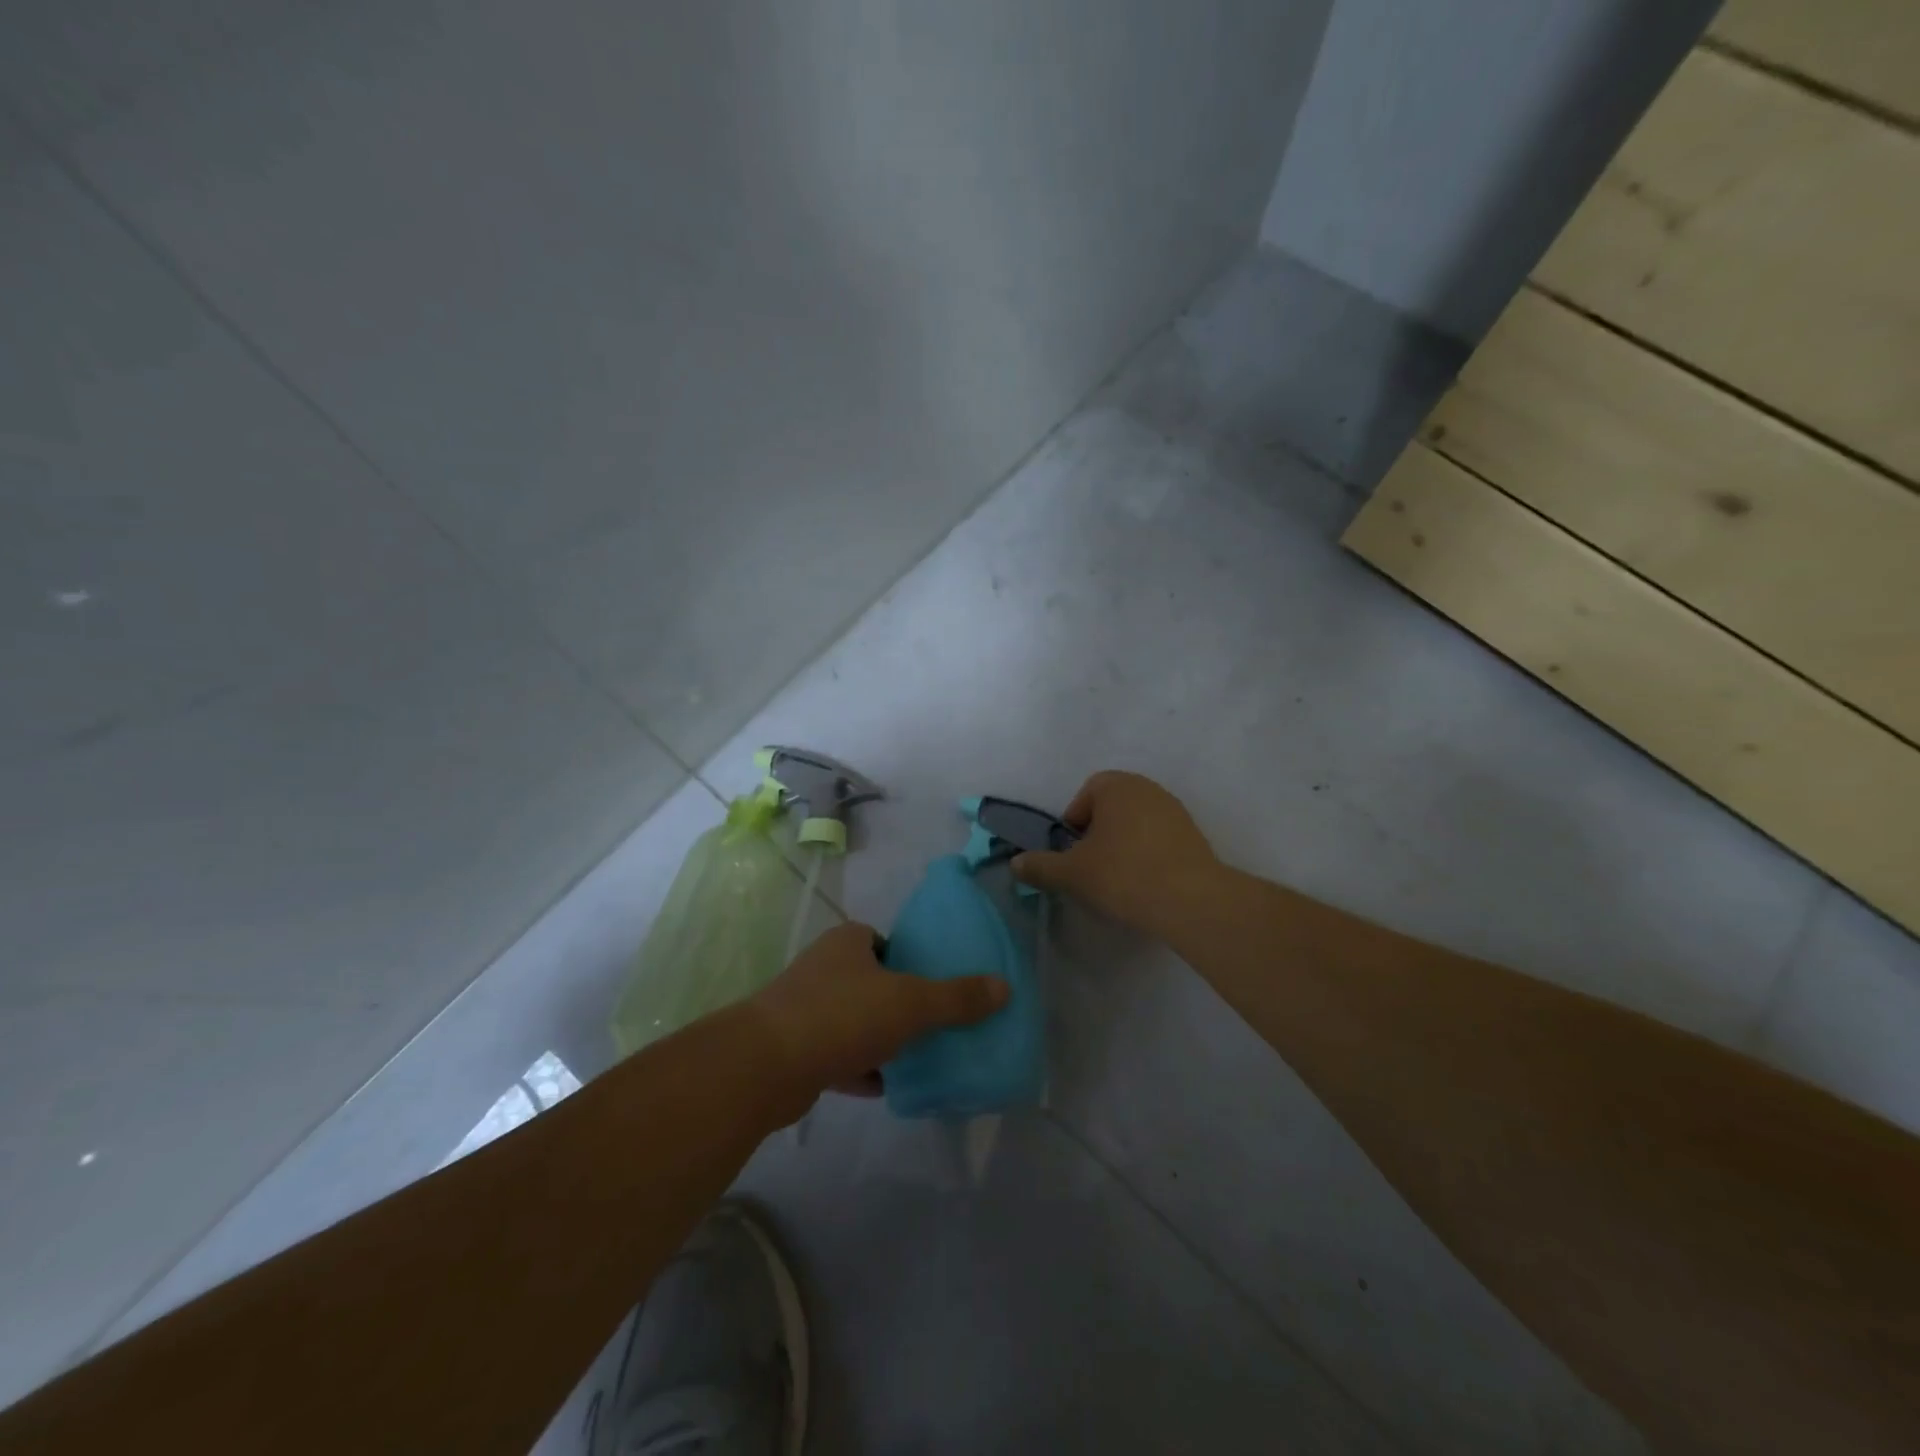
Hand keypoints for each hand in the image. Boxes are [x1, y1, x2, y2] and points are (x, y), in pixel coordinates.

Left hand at [743, 921, 1007, 1120]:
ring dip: (881, 1038)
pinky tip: (887, 1087)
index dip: (909, 959)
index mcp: (848, 942)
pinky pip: (838, 1055)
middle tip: (932, 1024)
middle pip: (871, 982)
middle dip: (898, 1003)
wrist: (766, 1066)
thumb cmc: (842, 1015)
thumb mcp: (911, 1002)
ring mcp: (805, 1009)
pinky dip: (861, 1068)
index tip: (933, 984)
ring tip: (918, 1057)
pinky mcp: (795, 1050)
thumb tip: (1005, 987)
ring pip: (855, 1020)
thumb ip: (957, 997)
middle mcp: (823, 968)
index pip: (884, 941)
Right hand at [1011, 770, 1221, 938]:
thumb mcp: (1071, 874)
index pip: (1085, 796)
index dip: (1073, 826)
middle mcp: (1148, 789)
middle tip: (1091, 869)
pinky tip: (1145, 885)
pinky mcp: (1195, 837)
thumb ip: (1040, 866)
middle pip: (1111, 810)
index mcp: (1117, 786)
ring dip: (1123, 847)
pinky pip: (1159, 841)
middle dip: (1097, 836)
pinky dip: (1147, 857)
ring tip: (1118, 881)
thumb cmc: (1123, 875)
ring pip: (1136, 826)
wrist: (1191, 901)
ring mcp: (1175, 811)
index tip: (1073, 855)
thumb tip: (1016, 863)